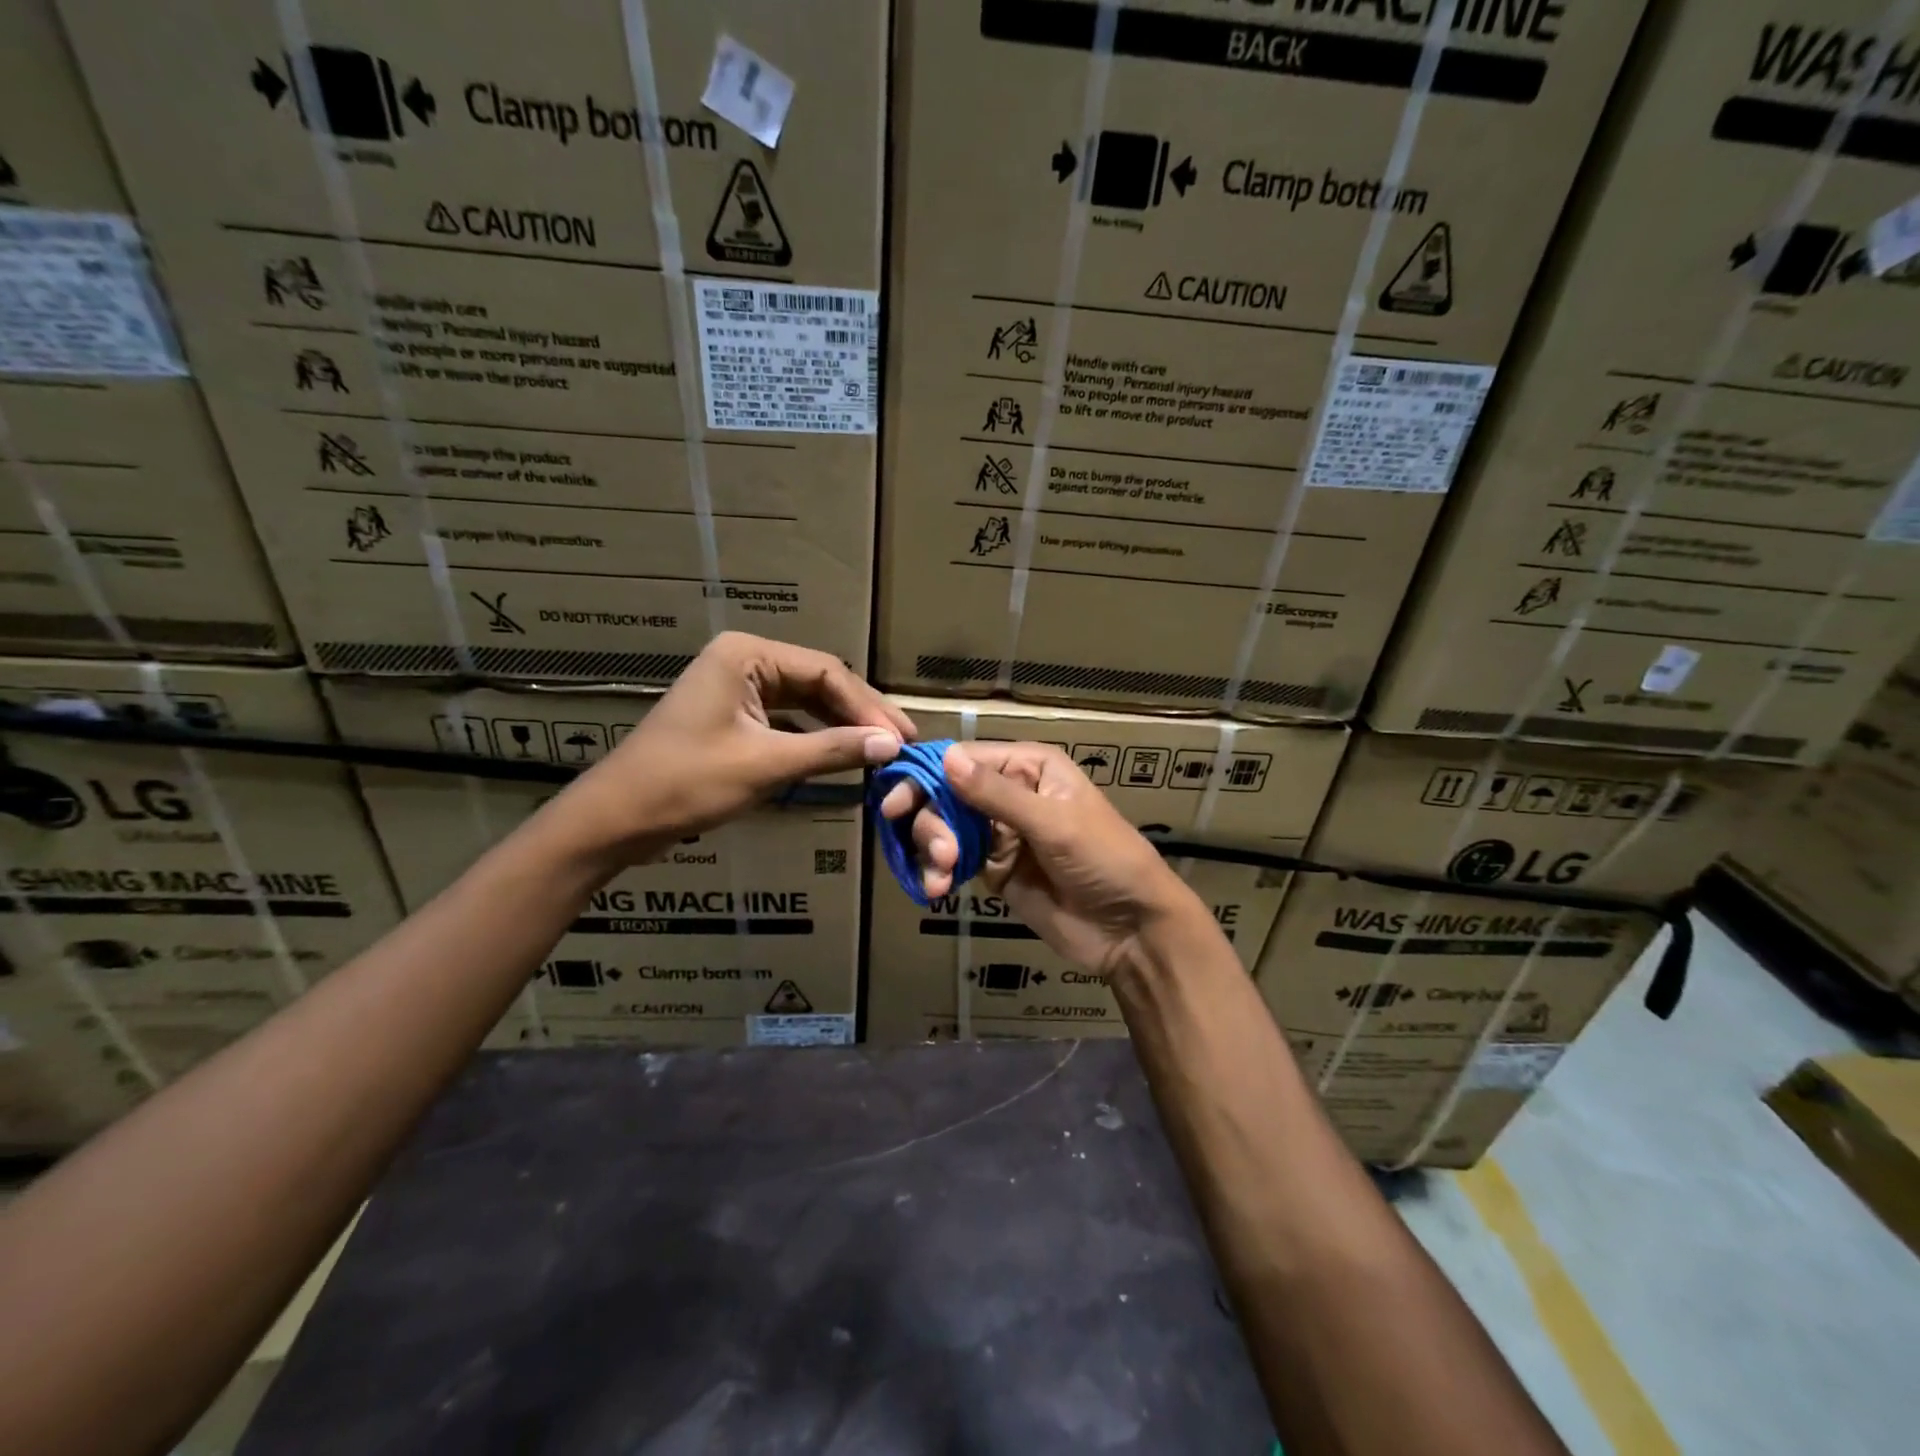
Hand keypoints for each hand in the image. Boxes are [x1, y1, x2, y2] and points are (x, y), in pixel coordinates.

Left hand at [555, 632, 913, 869]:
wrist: (617, 818)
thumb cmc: (687, 782)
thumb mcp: (766, 765)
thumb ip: (832, 750)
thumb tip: (892, 745)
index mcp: (747, 655)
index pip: (826, 672)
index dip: (869, 706)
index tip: (904, 737)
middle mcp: (744, 661)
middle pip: (819, 683)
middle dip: (860, 715)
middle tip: (902, 743)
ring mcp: (737, 688)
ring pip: (805, 702)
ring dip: (841, 727)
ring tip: (882, 750)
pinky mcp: (733, 716)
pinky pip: (787, 720)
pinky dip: (815, 738)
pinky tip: (843, 756)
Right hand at [878, 741, 1206, 977]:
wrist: (1130, 928)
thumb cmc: (1104, 859)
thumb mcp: (1054, 823)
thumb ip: (997, 795)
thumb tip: (946, 758)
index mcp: (1029, 767)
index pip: (966, 759)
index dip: (928, 776)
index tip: (897, 801)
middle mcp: (1009, 793)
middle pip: (947, 794)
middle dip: (933, 821)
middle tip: (938, 851)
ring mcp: (999, 833)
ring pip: (944, 827)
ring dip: (933, 848)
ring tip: (941, 875)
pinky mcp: (992, 869)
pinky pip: (952, 861)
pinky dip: (938, 871)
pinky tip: (936, 888)